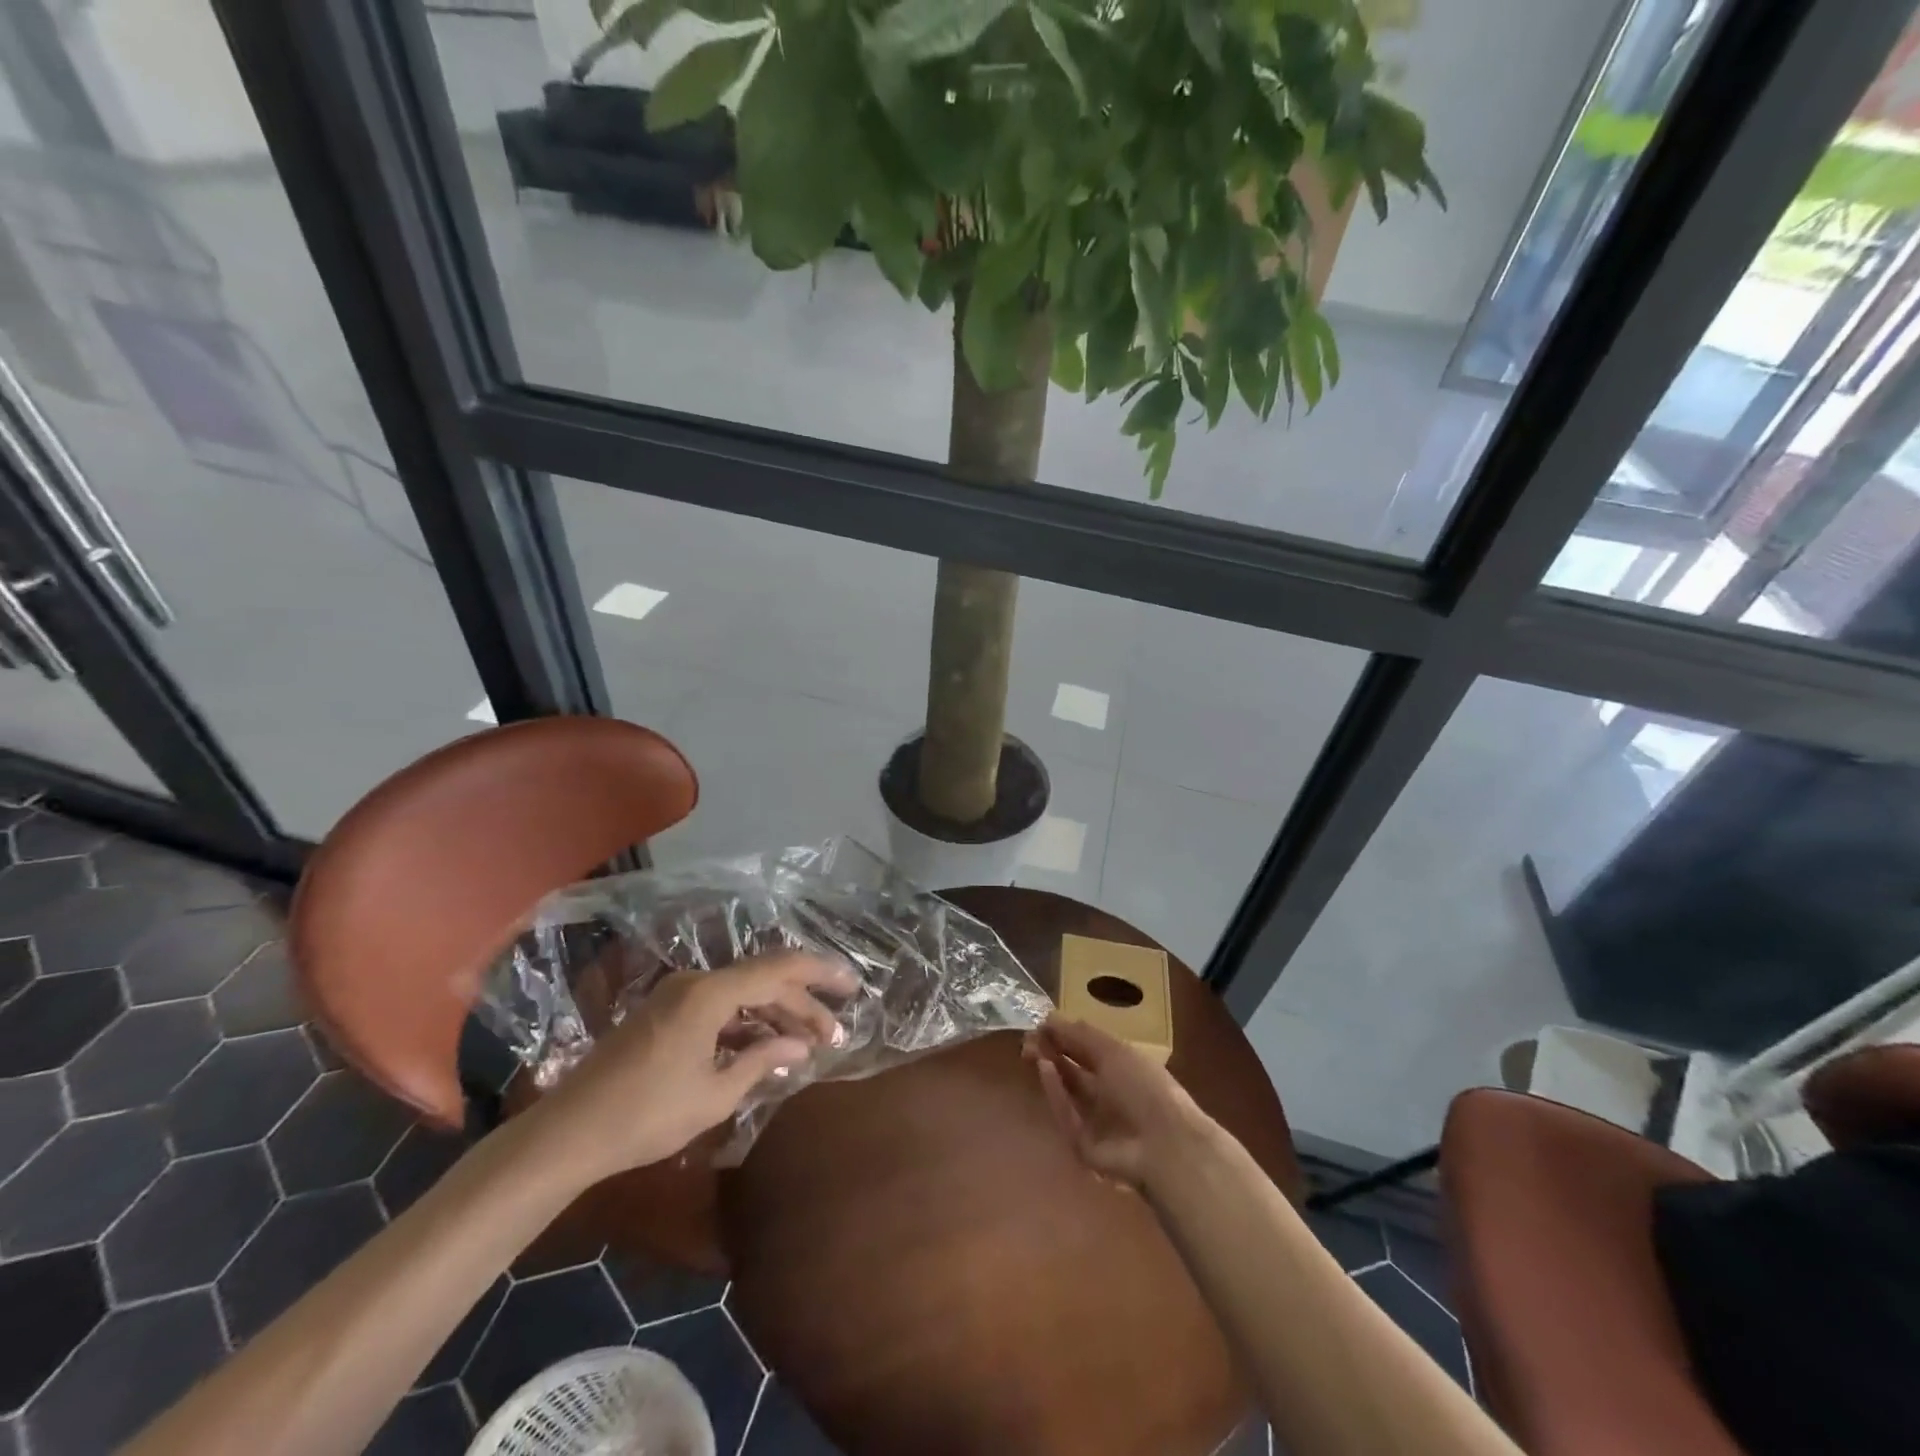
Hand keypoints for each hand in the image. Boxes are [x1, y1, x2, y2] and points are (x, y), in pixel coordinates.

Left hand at [526, 951, 857, 1182]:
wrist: (569, 1133)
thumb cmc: (646, 1115)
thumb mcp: (714, 1094)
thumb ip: (761, 1060)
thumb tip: (800, 1045)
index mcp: (710, 993)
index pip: (779, 969)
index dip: (820, 973)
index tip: (851, 985)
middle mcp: (696, 983)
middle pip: (763, 982)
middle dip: (802, 1005)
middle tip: (834, 1034)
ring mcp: (677, 997)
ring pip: (741, 995)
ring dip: (775, 1016)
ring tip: (808, 1044)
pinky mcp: (665, 1014)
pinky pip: (719, 1008)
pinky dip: (746, 1024)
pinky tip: (766, 1048)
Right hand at [1023, 1015, 1214, 1188]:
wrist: (1164, 1145)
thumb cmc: (1144, 1087)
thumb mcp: (1113, 1050)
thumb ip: (1079, 1034)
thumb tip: (1049, 1017)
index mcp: (1123, 1069)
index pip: (1088, 1049)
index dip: (1065, 1035)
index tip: (1041, 1024)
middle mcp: (1109, 1094)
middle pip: (1074, 1071)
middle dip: (1052, 1053)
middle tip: (1029, 1039)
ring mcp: (1097, 1122)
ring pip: (1067, 1093)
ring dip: (1051, 1070)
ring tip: (1032, 1050)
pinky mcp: (1084, 1146)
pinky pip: (1066, 1117)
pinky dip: (1055, 1094)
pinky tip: (1044, 1070)